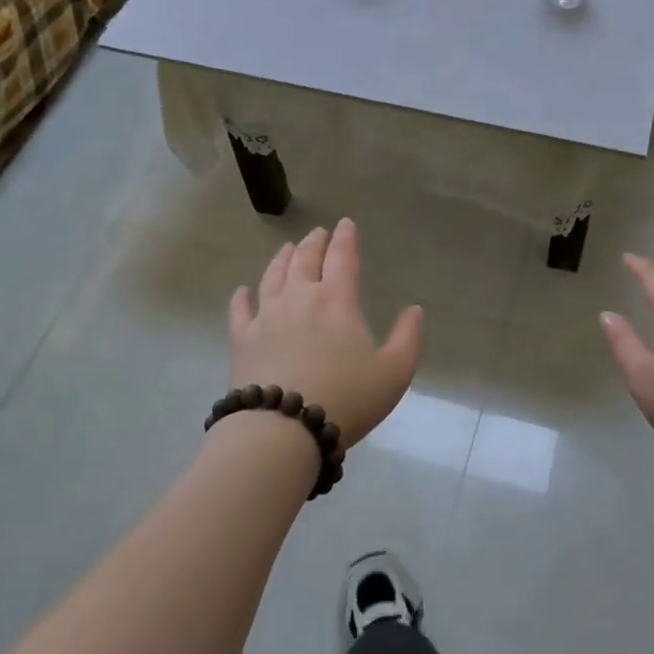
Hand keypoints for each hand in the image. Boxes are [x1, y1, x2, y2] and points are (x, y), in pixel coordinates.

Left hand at [229, 219, 423, 449]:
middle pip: (305, 259)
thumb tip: (414, 309)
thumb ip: (408, 337)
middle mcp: (300, 298)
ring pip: (272, 276)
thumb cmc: (346, 398)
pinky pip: (239, 310)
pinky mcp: (242, 339)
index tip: (345, 224)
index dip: (345, 238)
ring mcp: (267, 316)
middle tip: (317, 233)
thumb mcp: (394, 372)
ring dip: (281, 259)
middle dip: (313, 242)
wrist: (284, 429)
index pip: (342, 257)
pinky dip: (241, 297)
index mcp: (338, 300)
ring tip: (286, 249)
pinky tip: (241, 291)